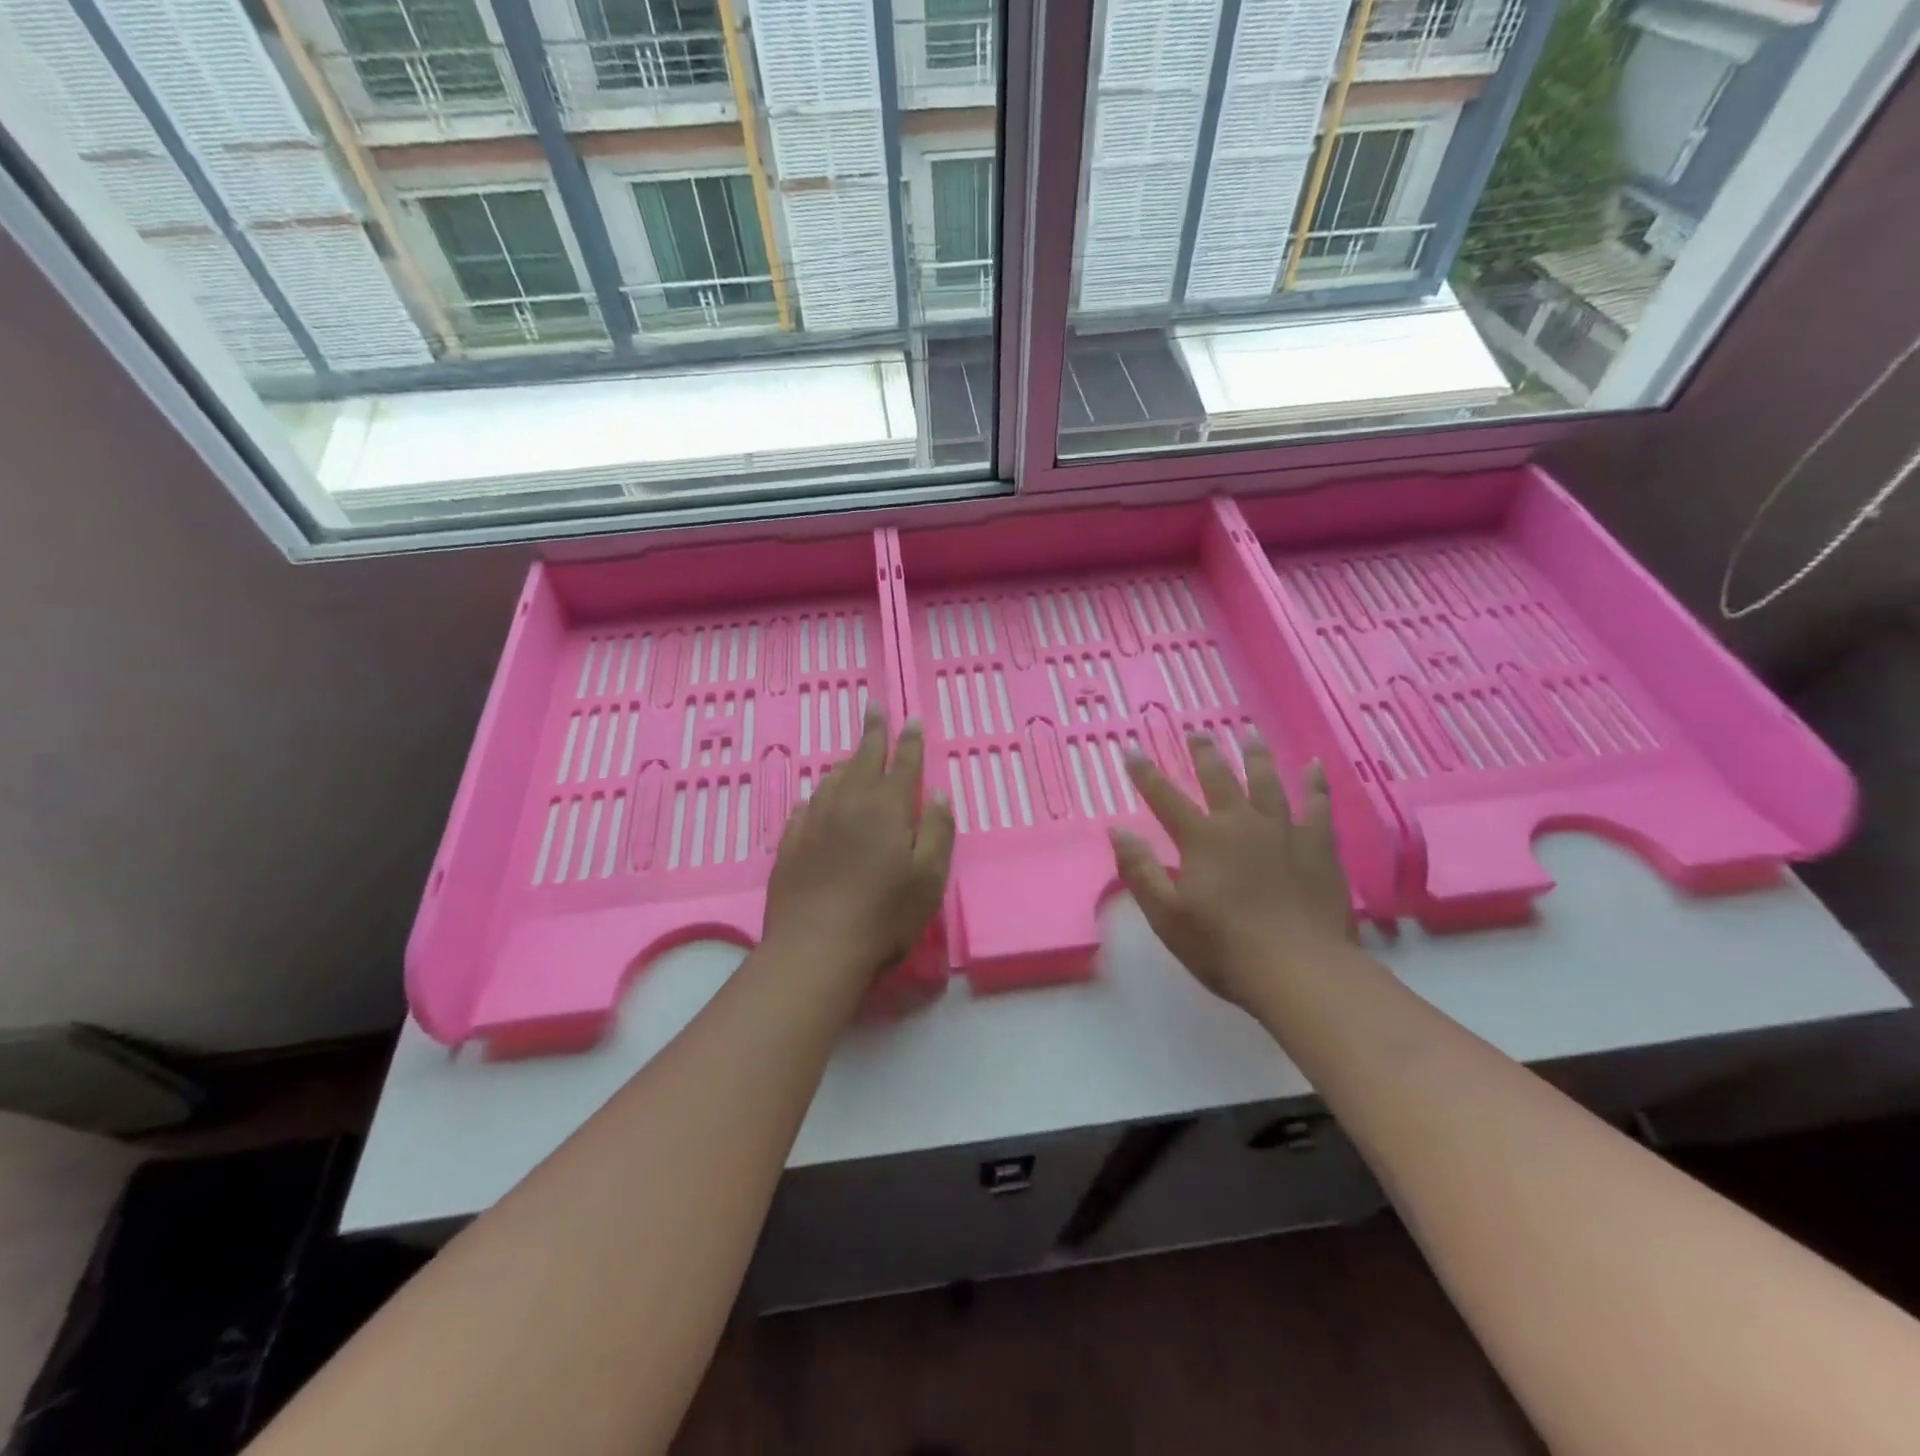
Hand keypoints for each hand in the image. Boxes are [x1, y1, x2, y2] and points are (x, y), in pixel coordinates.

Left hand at [763, 706, 955, 986]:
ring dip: (846, 762)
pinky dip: (820, 795)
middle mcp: (848, 803)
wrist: (815, 948)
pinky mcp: (790, 843)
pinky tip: (819, 800)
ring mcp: (814, 821)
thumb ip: (937, 830)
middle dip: (873, 731)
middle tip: (874, 707)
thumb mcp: (929, 877)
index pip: (902, 763)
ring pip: (832, 779)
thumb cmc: (884, 916)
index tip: (912, 719)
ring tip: (853, 755)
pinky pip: (807, 805)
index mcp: (886, 808)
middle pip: (862, 758)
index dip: (910, 740)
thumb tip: (939, 793)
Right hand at [1109, 734, 1352, 1006]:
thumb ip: (1140, 870)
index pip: (1165, 798)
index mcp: (1202, 840)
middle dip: (1204, 753)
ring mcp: (1284, 831)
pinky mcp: (1319, 847)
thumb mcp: (1166, 916)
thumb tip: (1117, 830)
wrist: (1300, 971)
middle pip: (1219, 778)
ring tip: (1249, 732)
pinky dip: (1315, 783)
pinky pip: (1318, 805)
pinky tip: (1315, 765)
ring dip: (1256, 755)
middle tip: (1196, 731)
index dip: (1145, 774)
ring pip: (1268, 781)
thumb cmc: (1223, 947)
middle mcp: (1241, 824)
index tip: (1133, 749)